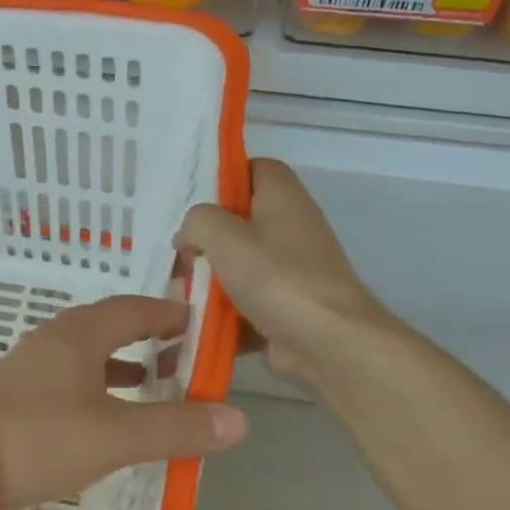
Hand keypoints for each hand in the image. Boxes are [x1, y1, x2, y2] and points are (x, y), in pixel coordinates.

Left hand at [0, 296, 248, 509]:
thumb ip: (177, 427)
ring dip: (122, 363)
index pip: (134, 308)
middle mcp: (54, 340)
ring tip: (154, 382)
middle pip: (110, 326)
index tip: (201, 322)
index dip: (169, 313)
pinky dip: (98, 386)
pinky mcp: (16, 395)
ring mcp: (30, 367)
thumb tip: (239, 420)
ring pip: (87, 354)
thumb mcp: (117, 435)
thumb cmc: (41, 439)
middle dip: (148, 336)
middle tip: (183, 353)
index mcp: (80, 334)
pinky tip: (105, 414)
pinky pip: (69, 378)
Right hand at [176, 159, 394, 390]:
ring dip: (211, 280)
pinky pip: (247, 301)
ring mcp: (292, 269)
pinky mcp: (287, 305)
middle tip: (183, 255)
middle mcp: (291, 226)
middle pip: (241, 220)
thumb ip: (196, 222)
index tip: (194, 203)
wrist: (326, 341)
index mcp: (283, 196)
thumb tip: (189, 237)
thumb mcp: (222, 235)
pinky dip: (225, 313)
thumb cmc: (276, 277)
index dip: (223, 178)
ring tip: (182, 292)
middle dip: (207, 239)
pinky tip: (198, 323)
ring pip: (240, 264)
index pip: (253, 168)